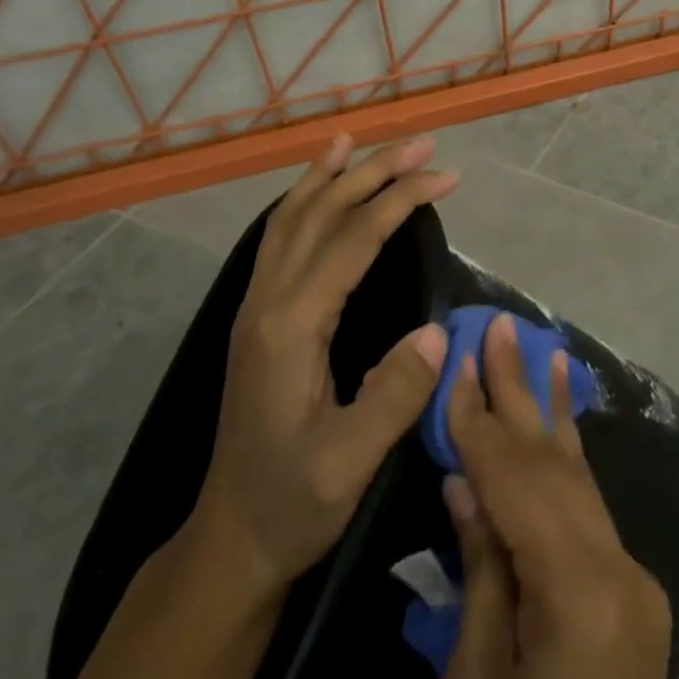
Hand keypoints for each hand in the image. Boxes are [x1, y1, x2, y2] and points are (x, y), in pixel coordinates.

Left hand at [195, 134, 457, 587]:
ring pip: (291, 220)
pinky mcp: (259, 317)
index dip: (400, 201)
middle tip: (422, 143)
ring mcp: (257, 307)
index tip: (446, 176)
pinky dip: (301, 203)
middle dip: (373, 172)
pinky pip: (279, 240)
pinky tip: (317, 193)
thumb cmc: (294, 502)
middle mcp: (267, 303)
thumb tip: (436, 330)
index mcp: (290, 328)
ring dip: (330, 176)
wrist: (232, 537)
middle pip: (320, 215)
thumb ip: (394, 394)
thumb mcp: (349, 462)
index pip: (352, 241)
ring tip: (358, 141)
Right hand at [435, 315, 670, 678]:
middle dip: (522, 392)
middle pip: (555, 465)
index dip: (479, 421)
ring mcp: (633, 582)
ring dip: (553, 413)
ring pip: (580, 480)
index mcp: (577, 591)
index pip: (515, 482)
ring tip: (547, 350)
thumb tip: (465, 481)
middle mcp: (618, 570)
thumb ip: (480, 570)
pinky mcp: (631, 598)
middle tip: (502, 327)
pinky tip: (563, 429)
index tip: (458, 362)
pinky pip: (590, 513)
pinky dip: (569, 463)